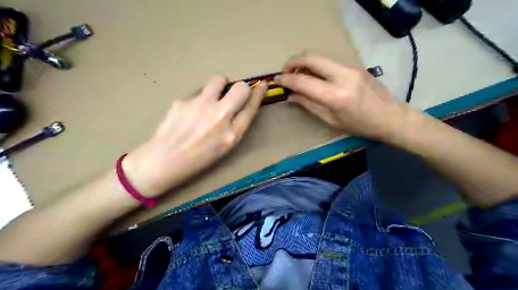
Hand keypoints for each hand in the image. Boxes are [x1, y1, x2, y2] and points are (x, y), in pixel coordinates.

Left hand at [123, 76, 263, 197]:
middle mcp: (219, 117)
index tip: (262, 85)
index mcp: (231, 135)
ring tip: (211, 97)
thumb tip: (239, 105)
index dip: (259, 94)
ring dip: (220, 85)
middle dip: (241, 87)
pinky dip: (198, 99)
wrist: (163, 161)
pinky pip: (197, 92)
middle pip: (240, 88)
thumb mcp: (224, 148)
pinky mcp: (182, 100)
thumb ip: (235, 127)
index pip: (251, 108)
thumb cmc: (198, 159)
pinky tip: (188, 112)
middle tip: (233, 94)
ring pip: (218, 80)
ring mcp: (200, 106)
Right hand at [277, 54, 405, 140]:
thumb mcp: (332, 120)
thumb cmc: (360, 125)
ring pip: (320, 56)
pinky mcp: (355, 65)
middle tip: (285, 71)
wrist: (389, 116)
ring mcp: (351, 67)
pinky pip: (330, 61)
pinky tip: (314, 76)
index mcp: (336, 96)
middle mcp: (343, 76)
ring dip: (304, 62)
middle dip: (293, 61)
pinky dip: (316, 66)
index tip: (277, 80)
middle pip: (312, 58)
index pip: (304, 82)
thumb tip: (291, 96)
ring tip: (297, 74)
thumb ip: (310, 105)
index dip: (287, 79)